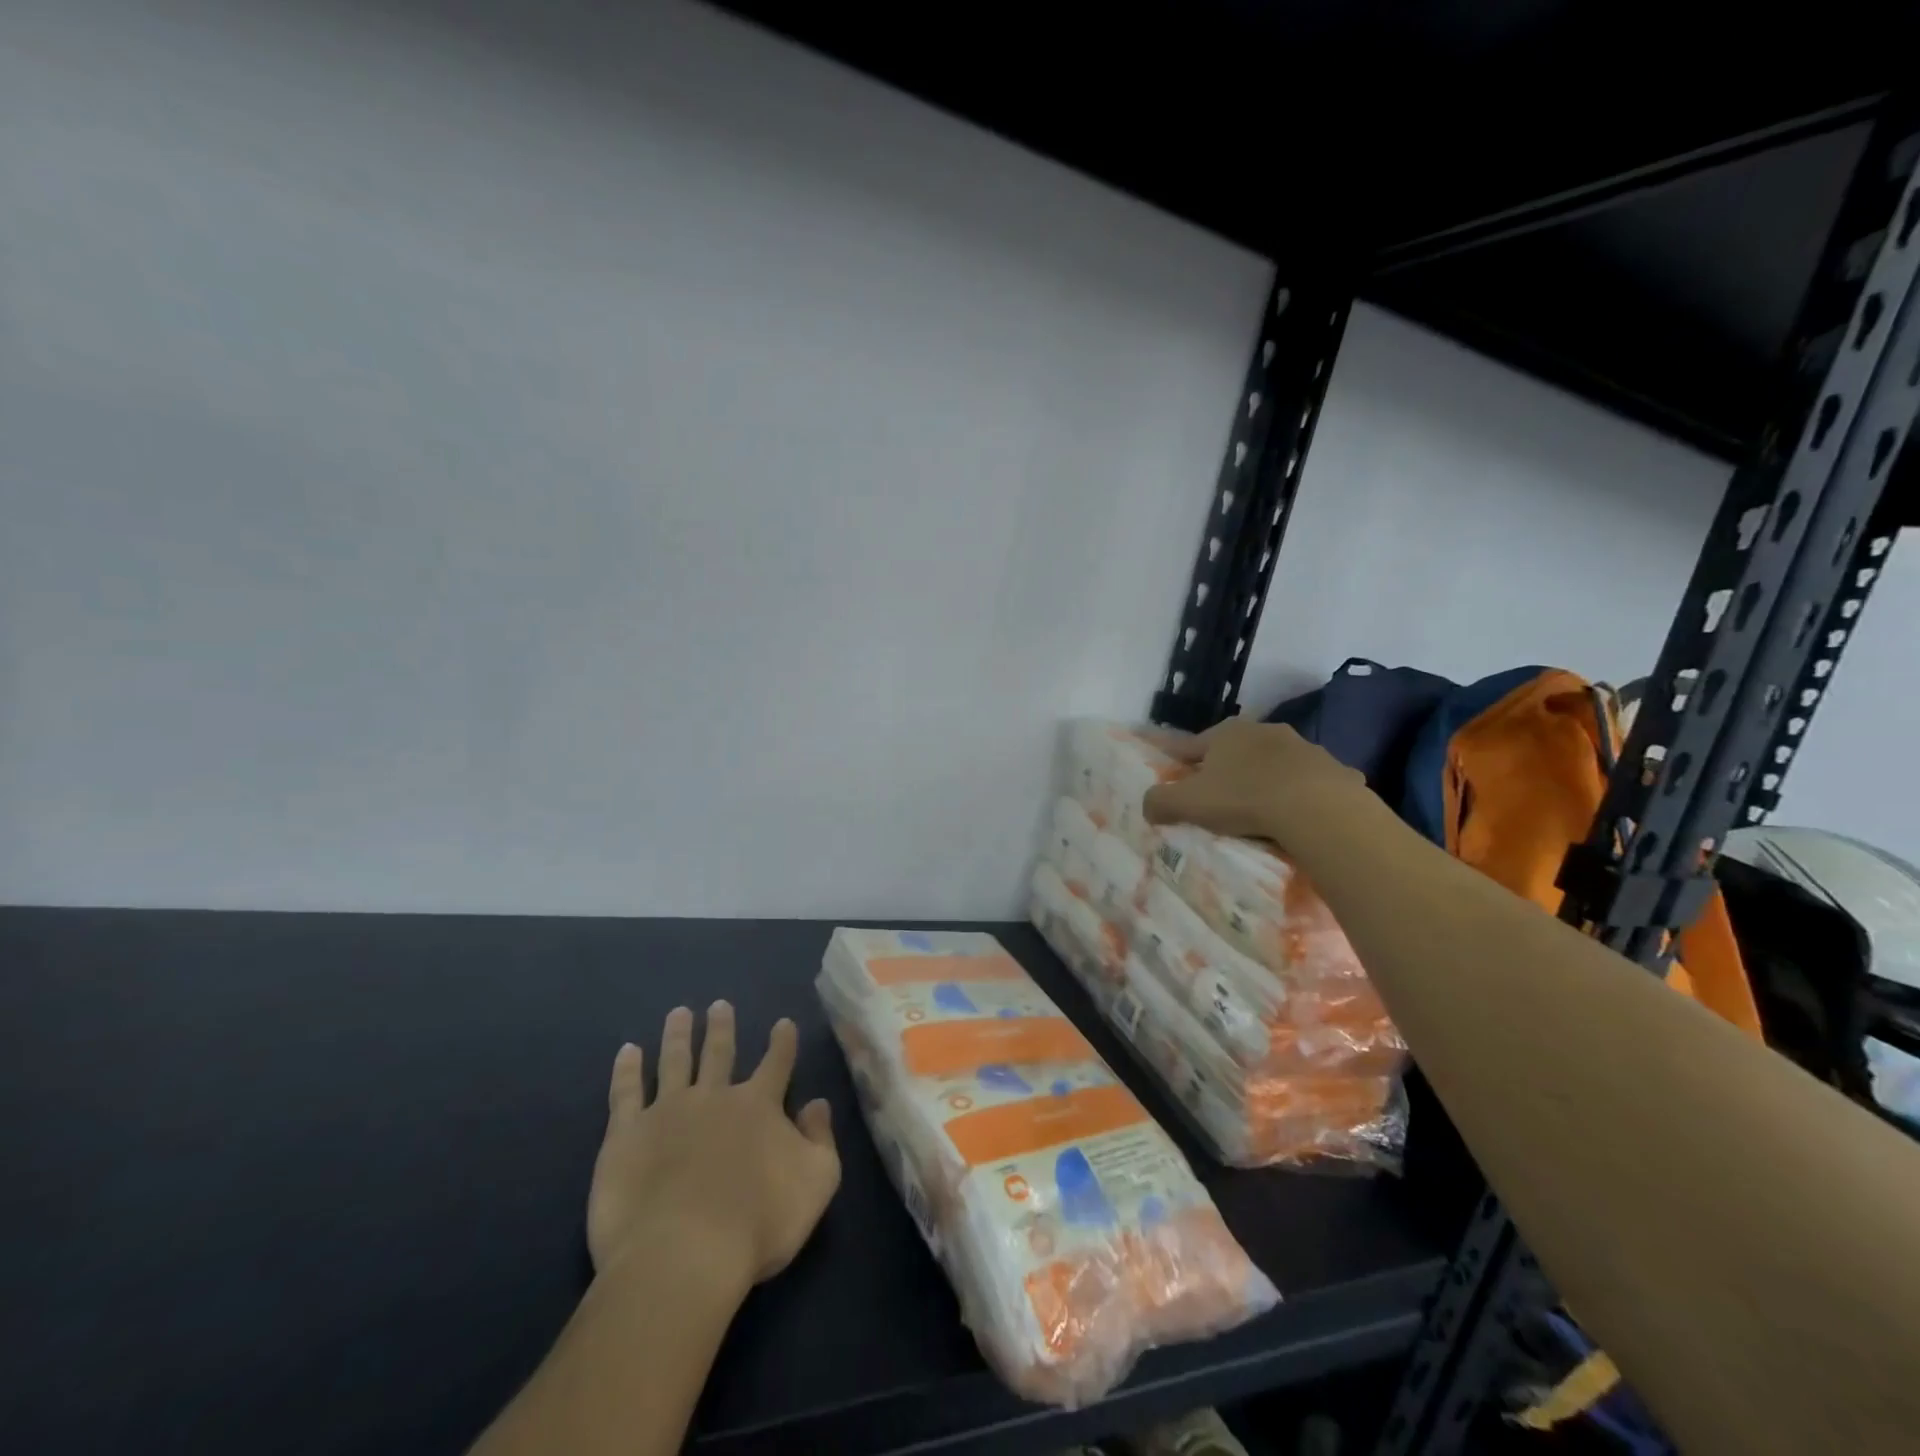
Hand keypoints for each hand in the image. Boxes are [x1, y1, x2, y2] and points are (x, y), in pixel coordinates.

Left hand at [587, 1003, 840, 1293]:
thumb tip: (817, 1104)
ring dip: (678, 1035)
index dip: (782, 1042)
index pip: (776, 1063)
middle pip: (719, 1053)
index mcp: (758, 1105)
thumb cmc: (758, 1223)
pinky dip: (627, 1070)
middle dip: (721, 1027)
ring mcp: (667, 1112)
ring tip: (679, 1013)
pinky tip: (628, 1051)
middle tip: (718, 1005)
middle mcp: (714, 1097)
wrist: (683, 1254)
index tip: (783, 1022)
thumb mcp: (817, 1181)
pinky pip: (625, 1093)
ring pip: (674, 1061)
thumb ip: (821, 1139)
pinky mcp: (626, 1135)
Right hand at [1143, 718, 1364, 846]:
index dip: (1177, 760)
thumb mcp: (1188, 803)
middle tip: (1217, 795)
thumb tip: (1148, 806)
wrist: (1318, 809)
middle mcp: (1265, 731)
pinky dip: (1304, 794)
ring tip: (1261, 807)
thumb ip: (1160, 802)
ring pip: (1276, 763)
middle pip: (1236, 751)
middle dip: (1226, 768)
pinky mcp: (1335, 770)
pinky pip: (1311, 782)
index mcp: (1227, 733)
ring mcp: (1305, 748)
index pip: (1191, 745)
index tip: (1170, 773)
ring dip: (1267, 778)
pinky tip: (1302, 815)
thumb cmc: (1244, 799)